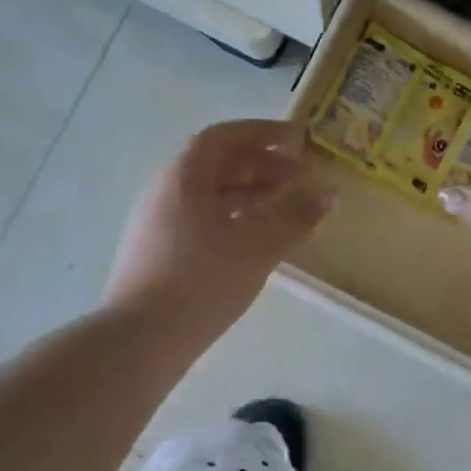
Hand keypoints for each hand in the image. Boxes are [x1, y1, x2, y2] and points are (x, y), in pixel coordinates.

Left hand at [105, 119, 334, 346]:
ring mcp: (155, 222)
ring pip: (206, 194)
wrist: (141, 337)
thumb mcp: (258, 247)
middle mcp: (164, 190)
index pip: (225, 137)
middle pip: (214, 164)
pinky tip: (251, 241)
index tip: (297, 140)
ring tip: (280, 206)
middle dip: (259, 165)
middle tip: (297, 177)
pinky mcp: (155, 252)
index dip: (263, 134)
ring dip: (245, 192)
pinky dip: (229, 217)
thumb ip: (295, 217)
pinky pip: (198, 219)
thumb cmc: (203, 281)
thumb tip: (328, 194)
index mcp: (184, 176)